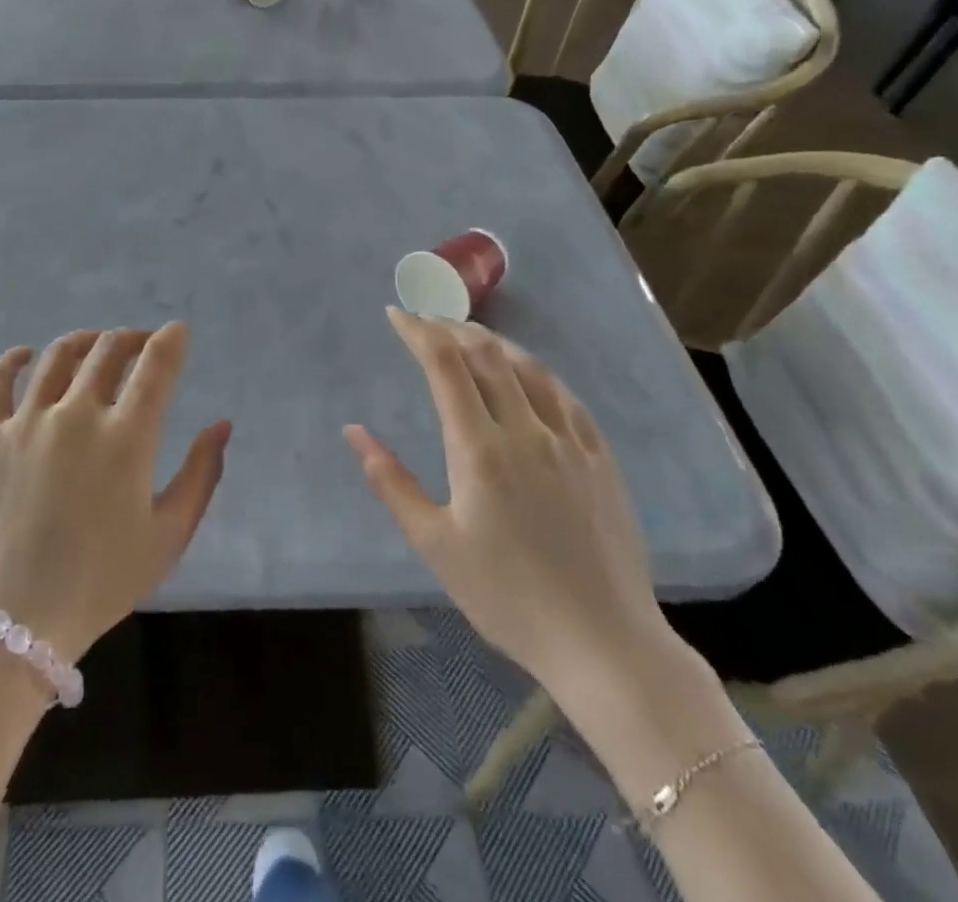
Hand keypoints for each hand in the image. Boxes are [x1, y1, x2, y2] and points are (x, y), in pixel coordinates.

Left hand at [0, 324, 230, 659]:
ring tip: (95, 345)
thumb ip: (202, 474)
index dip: (171, 340)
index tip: (177, 332)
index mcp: (126, 437)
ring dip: (84, 341)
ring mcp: (26, 421)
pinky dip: (13, 359)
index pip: (156, 365)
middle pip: (107, 350)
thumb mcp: (169, 537)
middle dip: (132, 337)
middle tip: (141, 343)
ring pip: (57, 356)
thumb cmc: (100, 583)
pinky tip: (26, 355)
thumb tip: (221, 424)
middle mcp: (76, 414)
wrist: (11, 622)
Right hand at [346, 309, 677, 701]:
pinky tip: (526, 375)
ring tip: (468, 336)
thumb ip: (391, 482)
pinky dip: (535, 372)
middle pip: (486, 355)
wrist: (603, 644)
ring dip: (493, 343)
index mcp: (479, 450)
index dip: (418, 332)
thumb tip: (354, 432)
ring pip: (528, 368)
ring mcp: (569, 441)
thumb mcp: (435, 544)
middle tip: (427, 322)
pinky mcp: (599, 457)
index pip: (444, 366)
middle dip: (451, 329)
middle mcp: (525, 431)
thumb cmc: (507, 598)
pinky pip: (564, 396)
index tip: (396, 315)